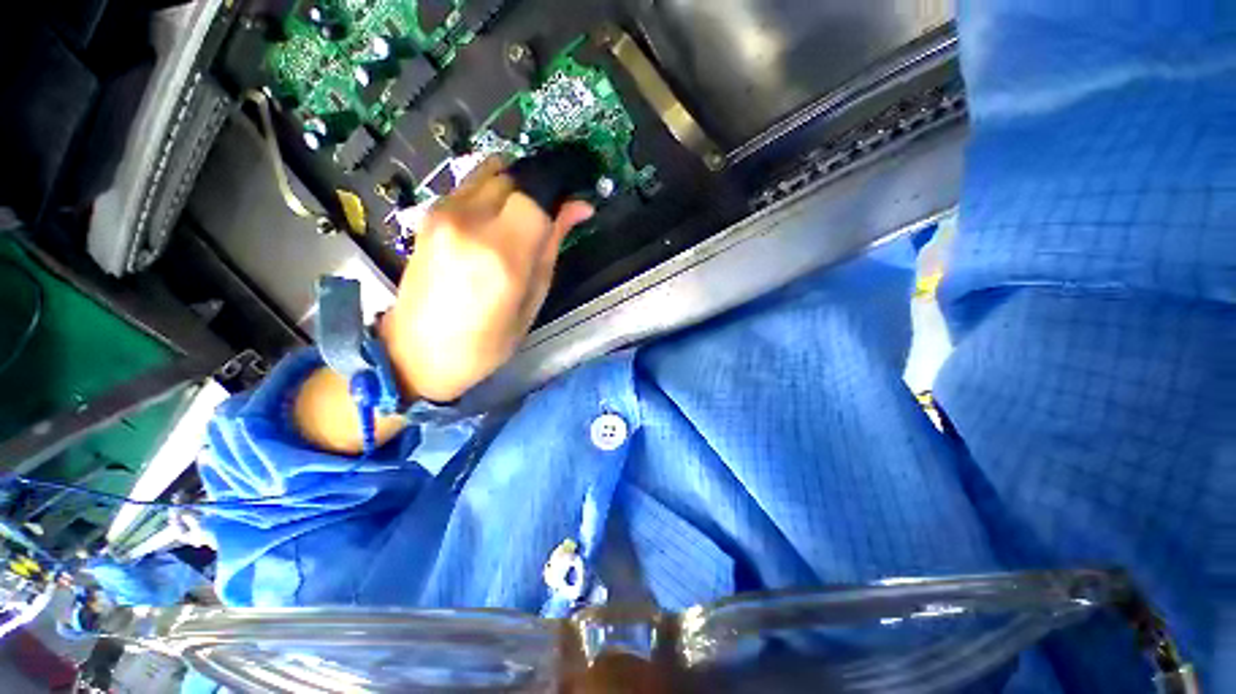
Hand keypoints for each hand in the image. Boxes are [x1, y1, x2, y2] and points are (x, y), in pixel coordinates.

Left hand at [378, 157, 594, 402]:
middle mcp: (469, 222)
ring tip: (523, 220)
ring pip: (492, 172)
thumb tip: (579, 207)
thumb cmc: (485, 343)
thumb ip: (552, 246)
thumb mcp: (531, 302)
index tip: (571, 206)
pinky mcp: (430, 213)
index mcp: (502, 254)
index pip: (538, 194)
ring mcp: (443, 213)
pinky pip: (471, 184)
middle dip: (539, 190)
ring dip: (516, 189)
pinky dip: (493, 193)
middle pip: (515, 176)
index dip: (559, 194)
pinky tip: (496, 223)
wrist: (415, 352)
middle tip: (549, 217)